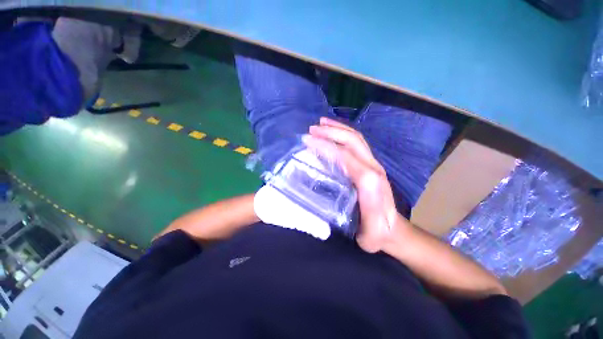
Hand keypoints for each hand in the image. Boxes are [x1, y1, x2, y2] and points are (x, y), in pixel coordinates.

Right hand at [306, 117, 401, 252]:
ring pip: (356, 138)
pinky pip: (357, 144)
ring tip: (321, 124)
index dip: (325, 145)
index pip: (344, 155)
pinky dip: (343, 134)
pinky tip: (334, 133)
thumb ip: (364, 207)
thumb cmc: (375, 232)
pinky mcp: (371, 165)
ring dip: (337, 128)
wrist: (393, 231)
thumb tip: (350, 180)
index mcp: (370, 180)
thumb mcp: (367, 230)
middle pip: (352, 140)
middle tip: (311, 129)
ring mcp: (373, 164)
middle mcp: (373, 167)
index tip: (307, 140)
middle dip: (331, 131)